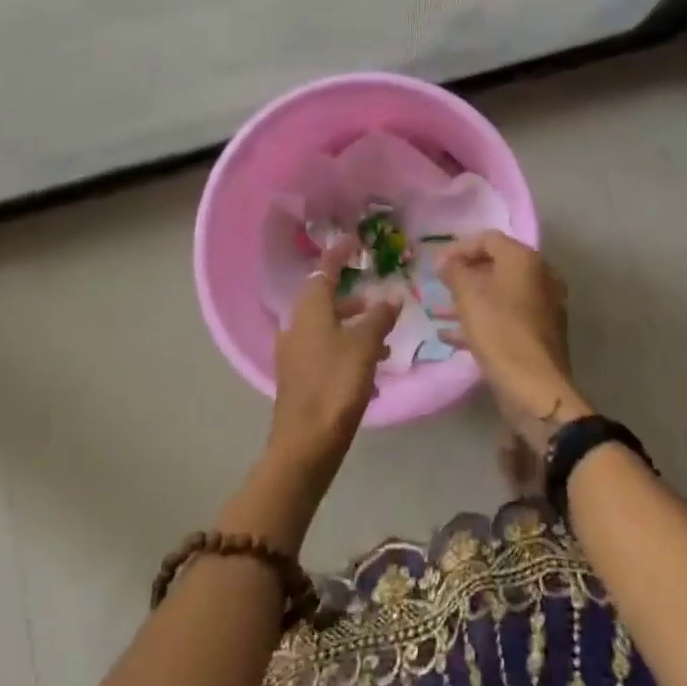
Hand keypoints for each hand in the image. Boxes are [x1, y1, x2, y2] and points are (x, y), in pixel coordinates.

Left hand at [267, 240, 400, 477]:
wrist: (305, 445)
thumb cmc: (335, 385)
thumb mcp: (364, 346)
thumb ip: (379, 317)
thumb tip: (391, 297)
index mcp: (309, 311)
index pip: (324, 270)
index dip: (339, 254)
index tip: (354, 240)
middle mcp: (297, 326)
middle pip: (324, 299)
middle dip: (352, 296)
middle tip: (377, 294)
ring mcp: (295, 353)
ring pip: (327, 326)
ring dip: (353, 325)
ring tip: (384, 335)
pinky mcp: (299, 377)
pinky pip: (326, 349)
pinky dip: (347, 347)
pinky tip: (370, 365)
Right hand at [433, 232, 589, 451]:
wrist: (536, 389)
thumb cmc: (500, 332)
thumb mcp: (468, 297)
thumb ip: (454, 272)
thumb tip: (446, 262)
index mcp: (525, 260)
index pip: (488, 239)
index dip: (458, 248)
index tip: (436, 265)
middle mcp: (540, 276)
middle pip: (496, 265)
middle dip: (464, 274)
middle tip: (439, 285)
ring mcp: (543, 306)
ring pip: (500, 293)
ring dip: (470, 299)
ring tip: (440, 310)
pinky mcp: (540, 333)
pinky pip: (506, 316)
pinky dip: (482, 319)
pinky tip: (451, 336)